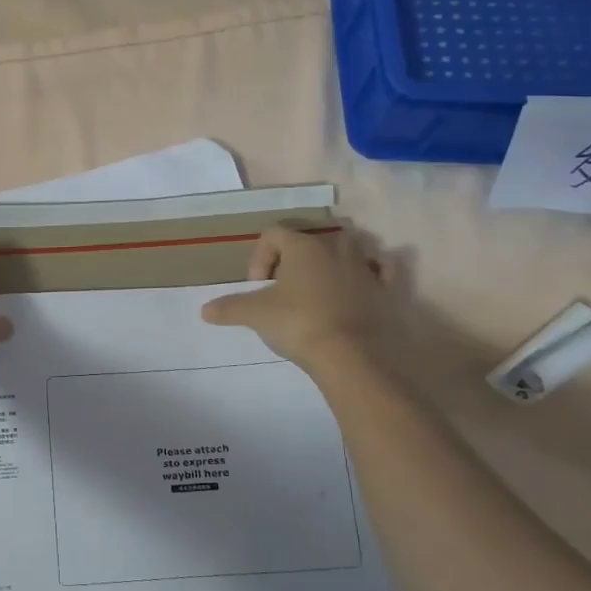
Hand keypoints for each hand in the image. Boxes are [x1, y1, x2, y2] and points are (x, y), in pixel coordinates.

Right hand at [201, 225, 389, 369]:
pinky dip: (375, 271)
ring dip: (334, 259)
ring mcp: (365, 267)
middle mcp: (335, 248)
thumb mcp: (256, 315)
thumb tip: (204, 311)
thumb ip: (229, 308)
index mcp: (303, 246)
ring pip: (350, 246)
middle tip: (286, 287)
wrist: (351, 355)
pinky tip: (363, 285)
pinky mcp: (386, 290)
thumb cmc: (299, 323)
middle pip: (311, 238)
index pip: (273, 234)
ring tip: (321, 287)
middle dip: (296, 259)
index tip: (257, 287)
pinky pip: (384, 268)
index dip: (259, 257)